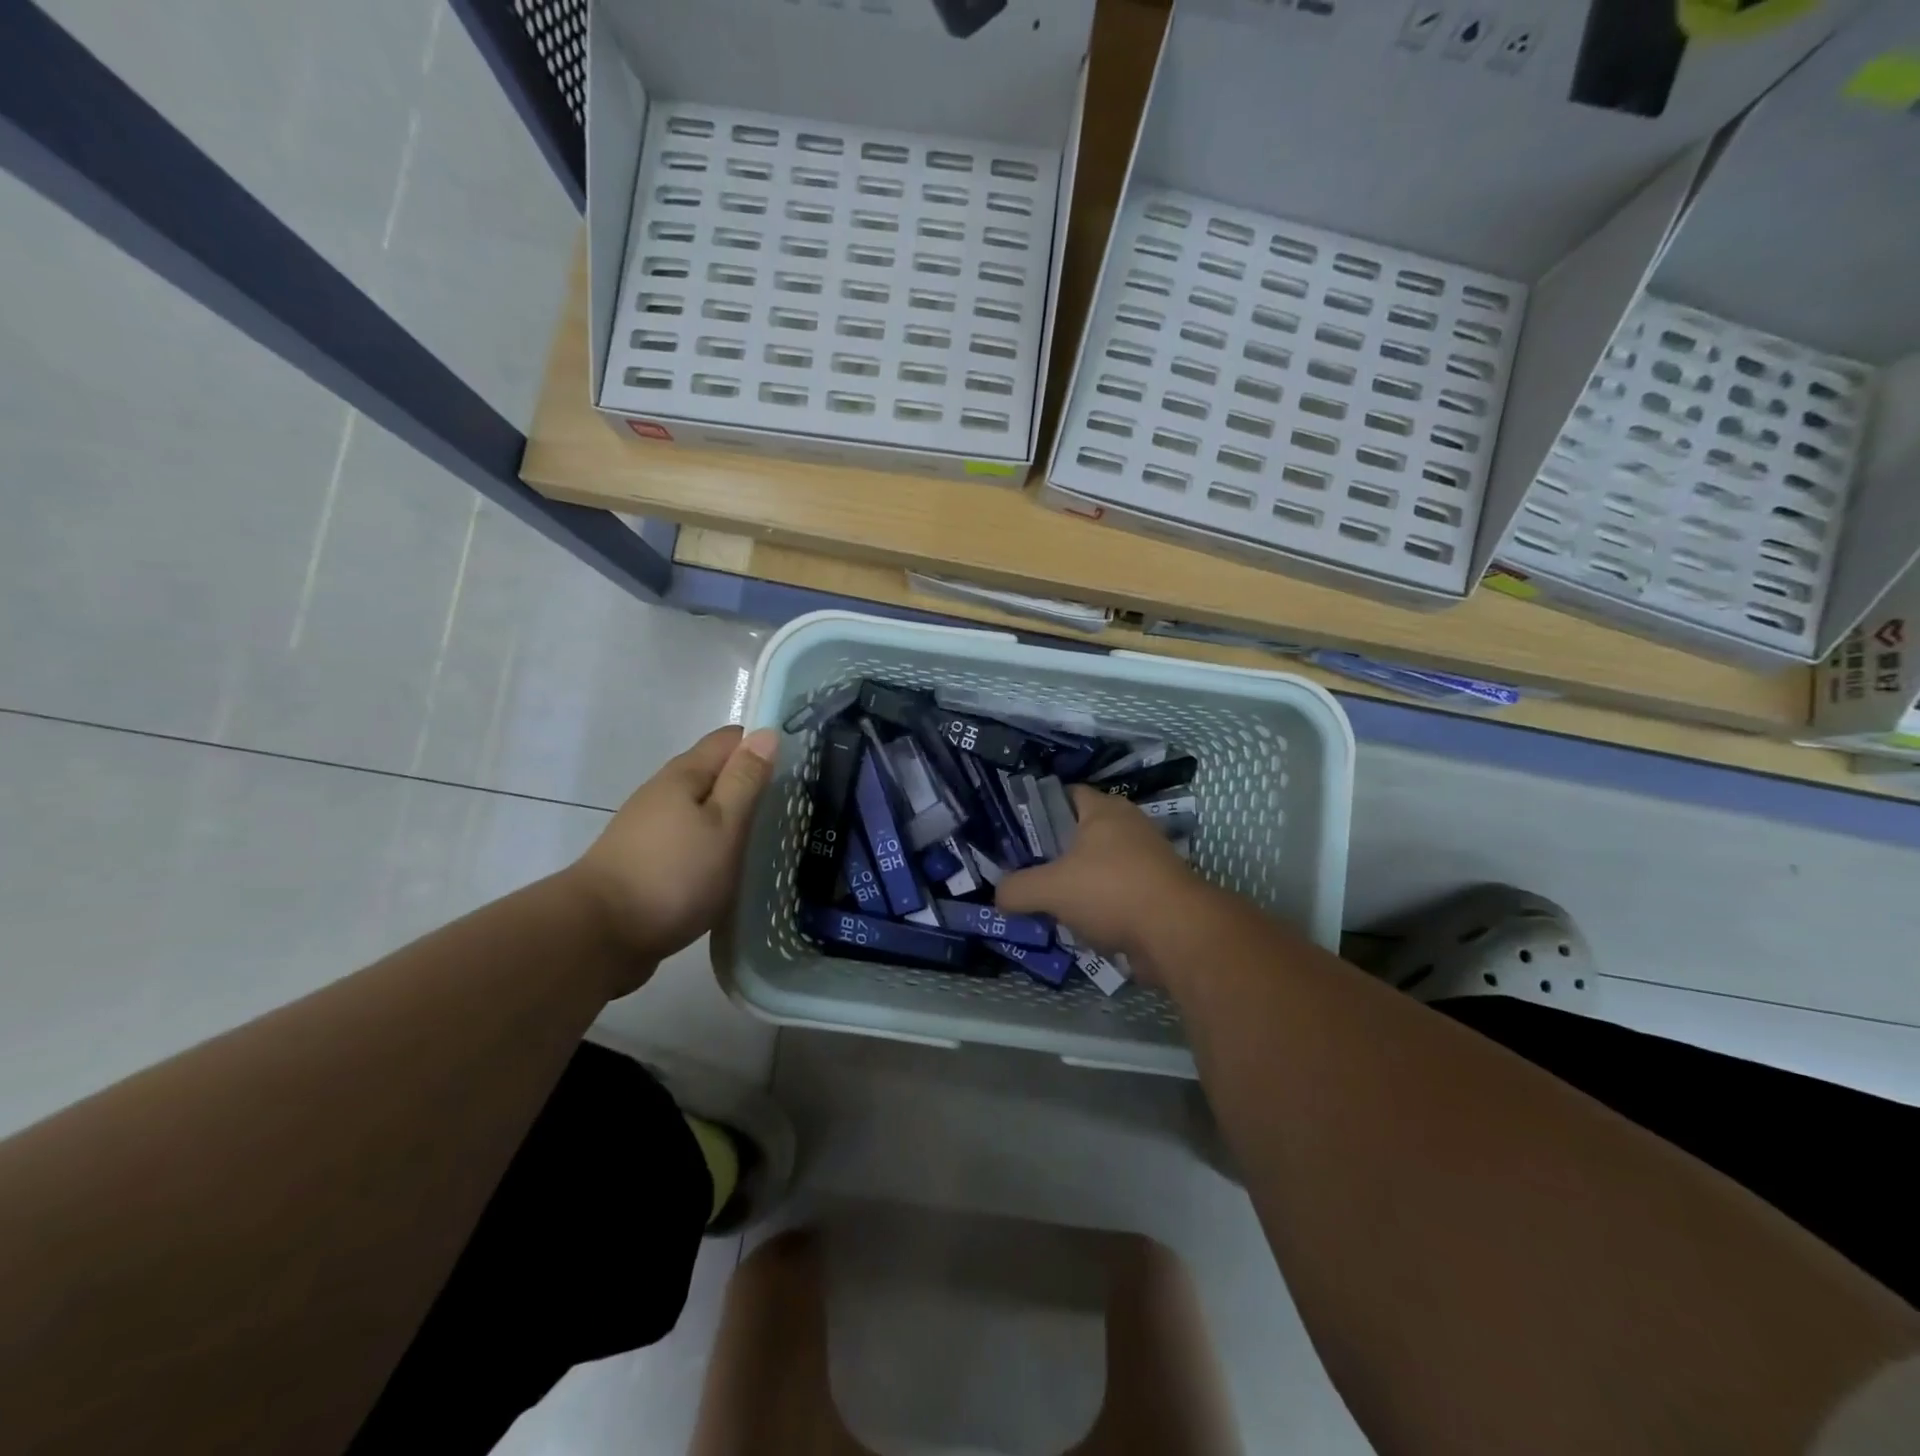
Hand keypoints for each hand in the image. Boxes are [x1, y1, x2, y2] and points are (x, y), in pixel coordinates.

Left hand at [569, 725, 777, 992]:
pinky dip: (713, 844)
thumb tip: (766, 733)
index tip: (798, 767)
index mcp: (684, 775)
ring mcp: (650, 828)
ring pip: (702, 808)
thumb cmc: (673, 875)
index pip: (730, 739)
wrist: (599, 936)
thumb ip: (745, 780)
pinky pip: (690, 839)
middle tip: (791, 807)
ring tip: (769, 839)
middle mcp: (663, 793)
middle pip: (714, 773)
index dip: (763, 744)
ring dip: (732, 817)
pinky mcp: (646, 861)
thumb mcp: (723, 825)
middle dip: (751, 783)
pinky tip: (730, 866)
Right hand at [997, 785, 1210, 980]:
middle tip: (1027, 869)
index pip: (1067, 794)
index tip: (1018, 831)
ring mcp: (1148, 859)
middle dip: (1056, 851)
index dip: (1040, 808)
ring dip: (1078, 882)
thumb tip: (999, 896)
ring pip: (1100, 864)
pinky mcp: (1157, 891)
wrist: (1177, 933)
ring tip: (1049, 901)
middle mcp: (1128, 826)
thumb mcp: (1051, 889)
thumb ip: (1017, 890)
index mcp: (1104, 810)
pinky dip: (1100, 905)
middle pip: (1082, 831)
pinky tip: (1080, 924)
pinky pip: (1118, 891)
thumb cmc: (1111, 891)